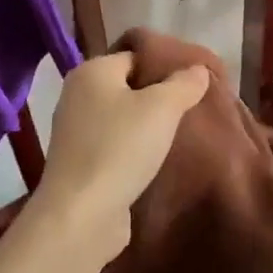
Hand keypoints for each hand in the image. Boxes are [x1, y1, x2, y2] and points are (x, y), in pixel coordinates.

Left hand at [23, 52, 209, 268]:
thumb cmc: (120, 148)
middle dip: (158, 97)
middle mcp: (76, 95)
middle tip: (191, 109)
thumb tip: (198, 68)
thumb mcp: (162, 108)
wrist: (81, 215)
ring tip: (178, 136)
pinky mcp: (79, 163)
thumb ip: (184, 84)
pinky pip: (114, 145)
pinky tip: (156, 161)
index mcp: (91, 71)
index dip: (166, 66)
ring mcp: (74, 131)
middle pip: (128, 86)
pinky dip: (133, 150)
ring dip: (147, 127)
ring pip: (122, 118)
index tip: (194, 83)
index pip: (136, 56)